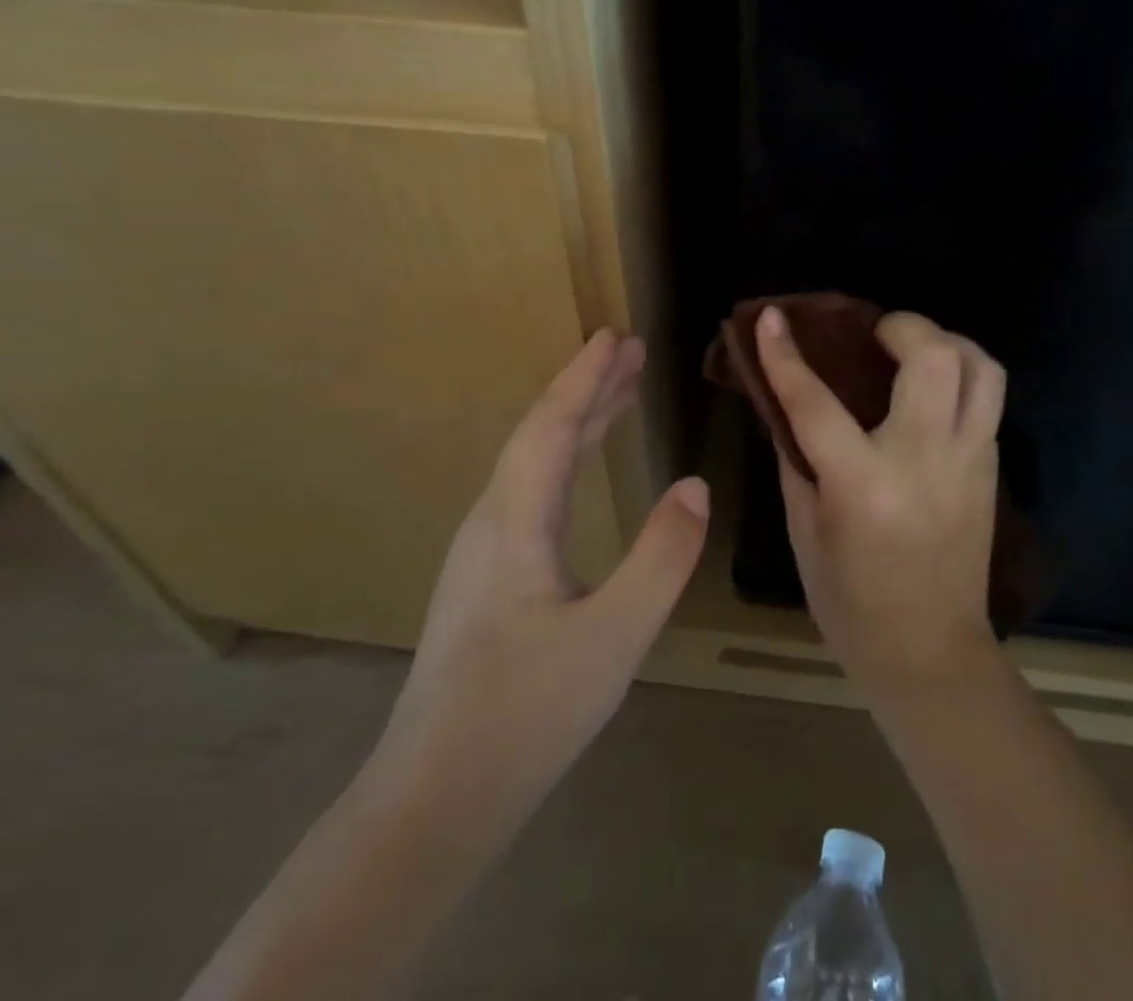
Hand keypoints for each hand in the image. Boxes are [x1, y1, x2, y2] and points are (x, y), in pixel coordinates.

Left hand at [371, 330, 708, 812]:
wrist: (435, 797)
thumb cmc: (526, 713)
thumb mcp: (614, 635)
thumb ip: (660, 557)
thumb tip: (696, 486)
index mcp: (514, 520)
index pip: (552, 426)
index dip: (585, 377)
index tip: (616, 335)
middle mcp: (491, 521)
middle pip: (541, 434)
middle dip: (587, 389)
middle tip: (630, 352)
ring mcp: (483, 552)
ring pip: (533, 464)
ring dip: (577, 422)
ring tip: (618, 396)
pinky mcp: (486, 579)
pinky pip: (531, 492)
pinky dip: (565, 460)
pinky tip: (580, 475)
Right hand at [755, 306, 1004, 694]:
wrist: (930, 654)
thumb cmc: (851, 603)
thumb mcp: (805, 532)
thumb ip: (797, 461)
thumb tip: (787, 406)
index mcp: (863, 485)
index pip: (816, 403)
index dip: (787, 355)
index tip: (772, 317)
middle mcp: (923, 461)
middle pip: (934, 360)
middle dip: (905, 327)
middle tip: (878, 333)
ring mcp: (968, 463)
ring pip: (983, 371)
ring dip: (949, 343)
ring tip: (916, 350)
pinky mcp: (991, 470)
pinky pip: (987, 401)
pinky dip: (962, 378)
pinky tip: (931, 394)